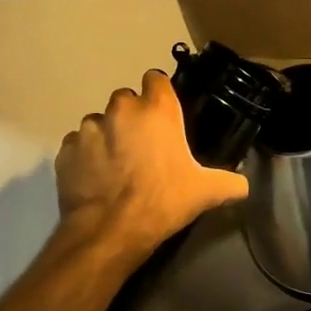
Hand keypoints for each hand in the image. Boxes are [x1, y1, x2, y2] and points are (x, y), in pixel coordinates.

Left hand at [55, 71, 248, 259]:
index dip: (160, 93)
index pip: (156, 79)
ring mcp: (89, 129)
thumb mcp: (206, 192)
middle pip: (126, 99)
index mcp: (157, 110)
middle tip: (143, 144)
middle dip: (133, 115)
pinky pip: (77, 145)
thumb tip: (244, 185)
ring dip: (107, 135)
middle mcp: (121, 110)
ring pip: (99, 121)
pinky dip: (85, 155)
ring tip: (116, 163)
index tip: (164, 113)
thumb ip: (230, 183)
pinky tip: (95, 176)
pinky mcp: (66, 150)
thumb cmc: (163, 201)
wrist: (110, 231)